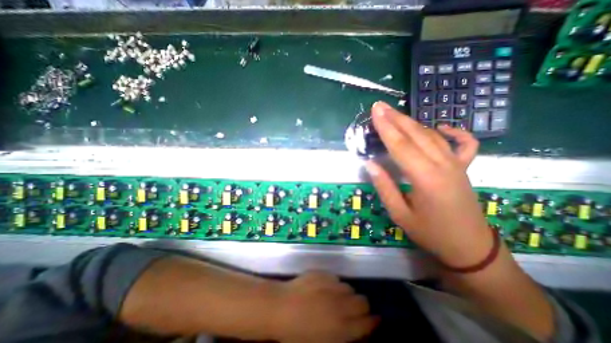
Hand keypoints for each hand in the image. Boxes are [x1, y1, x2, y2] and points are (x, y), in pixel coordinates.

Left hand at [267, 270, 374, 342]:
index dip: (372, 322)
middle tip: (352, 309)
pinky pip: (335, 278)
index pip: (367, 323)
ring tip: (334, 298)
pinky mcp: (323, 274)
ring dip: (346, 294)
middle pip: (363, 302)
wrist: (281, 307)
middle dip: (361, 306)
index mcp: (342, 328)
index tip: (373, 320)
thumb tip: (355, 329)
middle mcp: (341, 305)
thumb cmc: (297, 334)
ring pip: (349, 288)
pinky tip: (322, 288)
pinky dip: (333, 284)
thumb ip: (342, 336)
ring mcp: (331, 286)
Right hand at [362, 101, 489, 268]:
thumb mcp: (400, 214)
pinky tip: (440, 127)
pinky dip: (454, 132)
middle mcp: (443, 165)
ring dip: (413, 123)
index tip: (376, 111)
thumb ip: (385, 187)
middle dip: (396, 118)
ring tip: (396, 114)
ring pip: (432, 136)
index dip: (386, 127)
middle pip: (416, 135)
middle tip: (380, 106)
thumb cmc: (431, 233)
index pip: (401, 146)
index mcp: (425, 178)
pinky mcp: (464, 168)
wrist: (470, 248)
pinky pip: (463, 143)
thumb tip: (371, 165)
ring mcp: (456, 165)